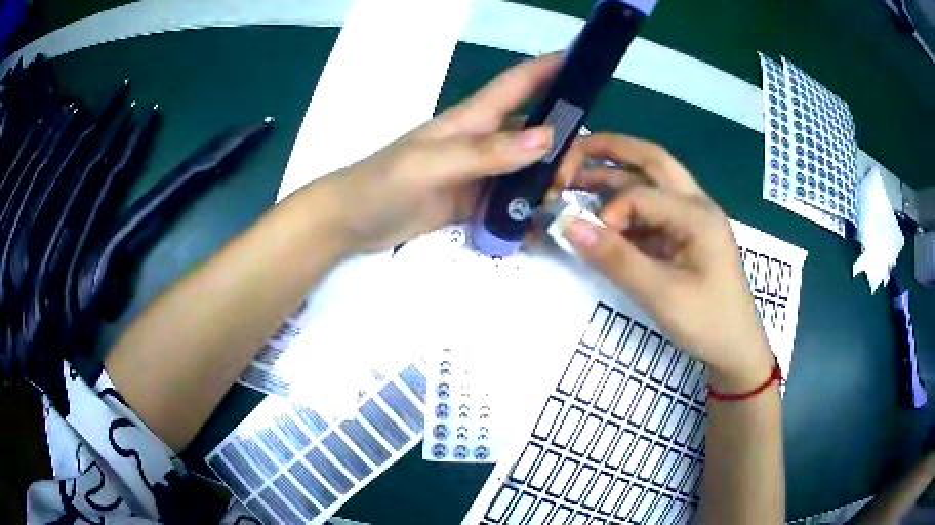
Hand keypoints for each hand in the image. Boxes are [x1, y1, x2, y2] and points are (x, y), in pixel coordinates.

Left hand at [322, 55, 559, 252]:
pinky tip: (545, 223)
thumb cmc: (383, 183)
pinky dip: (531, 208)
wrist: (350, 221)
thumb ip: (485, 152)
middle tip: (573, 174)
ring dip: (550, 177)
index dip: (551, 68)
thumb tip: (546, 138)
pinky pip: (512, 200)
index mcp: (472, 119)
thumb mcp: (431, 164)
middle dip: (563, 142)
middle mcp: (482, 141)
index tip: (586, 63)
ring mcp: (479, 172)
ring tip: (563, 198)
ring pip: (529, 166)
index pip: (518, 84)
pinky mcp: (473, 201)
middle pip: (536, 130)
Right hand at [557, 134, 774, 390]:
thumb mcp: (661, 294)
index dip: (607, 212)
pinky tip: (607, 214)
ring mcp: (694, 218)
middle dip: (612, 149)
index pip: (640, 194)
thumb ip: (616, 258)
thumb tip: (568, 225)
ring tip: (580, 175)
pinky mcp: (688, 234)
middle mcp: (697, 205)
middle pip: (652, 160)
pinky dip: (628, 204)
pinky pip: (655, 208)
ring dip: (618, 173)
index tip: (589, 240)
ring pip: (654, 180)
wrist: (737, 348)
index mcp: (697, 214)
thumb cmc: (707, 322)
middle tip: (573, 150)